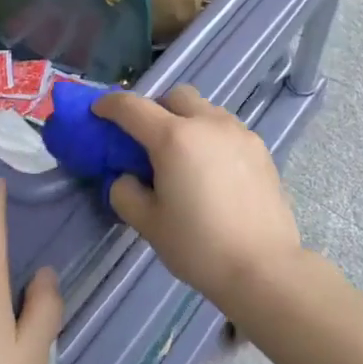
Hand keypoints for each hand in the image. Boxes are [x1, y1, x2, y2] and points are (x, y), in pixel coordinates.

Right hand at [94, 86, 301, 306]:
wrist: (264, 268)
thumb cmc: (199, 247)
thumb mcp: (149, 224)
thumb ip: (126, 193)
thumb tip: (127, 178)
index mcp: (174, 138)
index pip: (133, 107)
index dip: (110, 105)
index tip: (98, 111)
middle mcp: (207, 123)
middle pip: (175, 96)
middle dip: (155, 108)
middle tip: (147, 138)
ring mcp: (238, 132)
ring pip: (205, 109)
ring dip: (187, 120)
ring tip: (184, 156)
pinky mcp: (260, 148)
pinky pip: (226, 128)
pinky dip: (210, 136)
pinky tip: (212, 169)